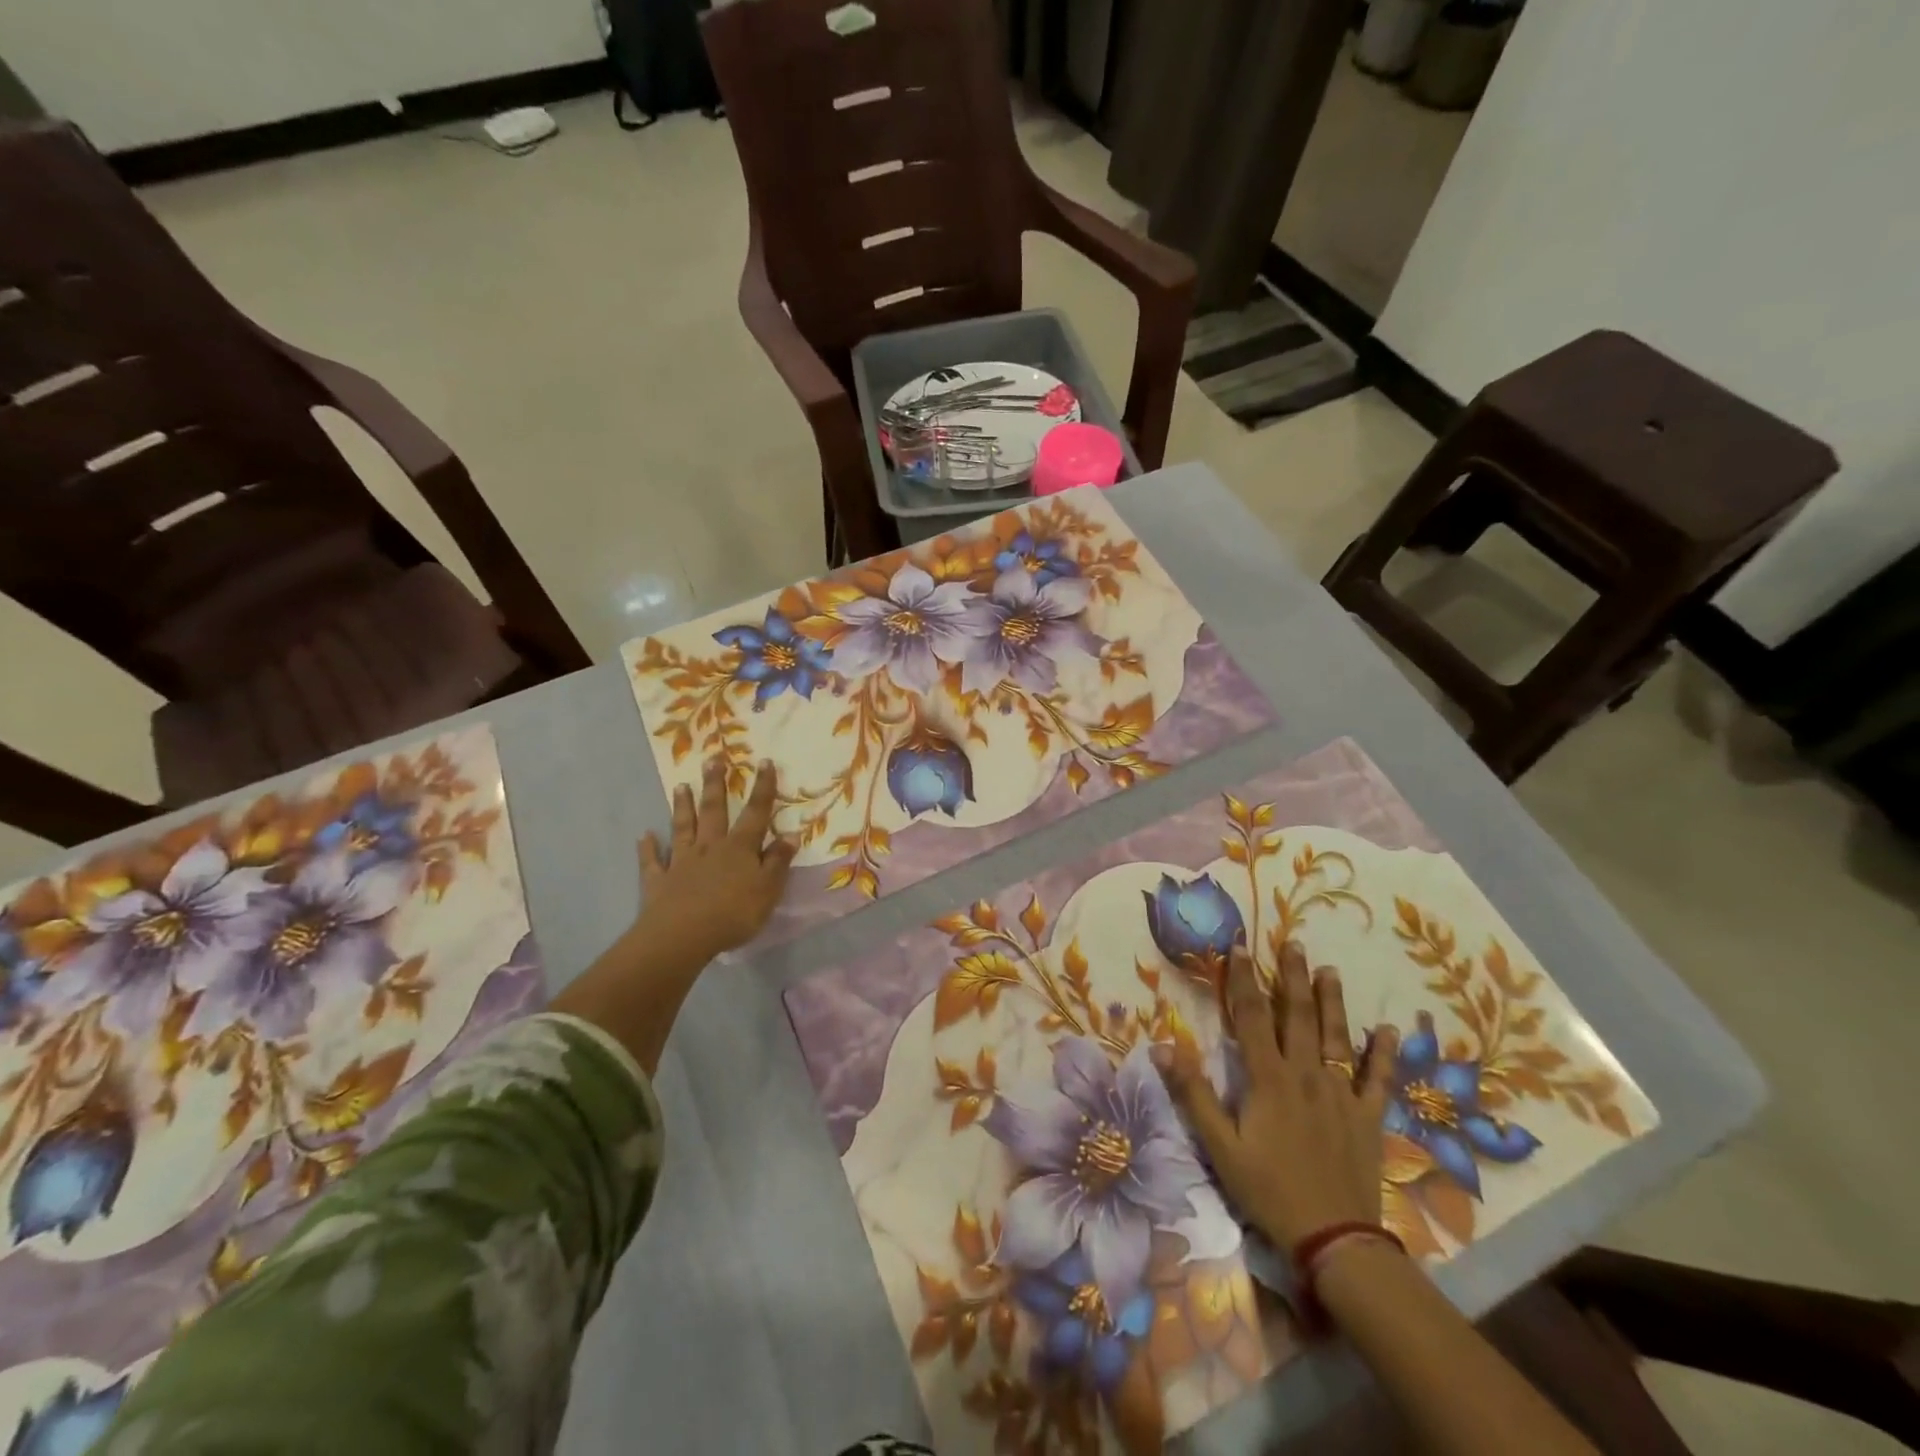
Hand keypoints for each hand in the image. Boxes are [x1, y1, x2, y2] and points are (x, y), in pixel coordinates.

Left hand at [636, 757, 796, 963]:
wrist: (682, 936)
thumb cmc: (733, 913)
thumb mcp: (767, 889)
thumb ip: (778, 861)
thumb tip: (791, 834)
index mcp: (739, 848)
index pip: (755, 813)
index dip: (762, 788)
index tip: (763, 761)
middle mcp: (709, 847)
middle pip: (714, 811)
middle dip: (715, 785)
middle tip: (713, 759)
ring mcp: (681, 862)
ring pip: (682, 828)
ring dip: (682, 807)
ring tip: (680, 786)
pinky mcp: (659, 882)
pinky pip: (652, 861)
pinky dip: (648, 848)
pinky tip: (644, 836)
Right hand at [1163, 942, 1399, 1251]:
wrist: (1334, 1239)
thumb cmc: (1268, 1189)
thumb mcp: (1219, 1145)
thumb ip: (1193, 1093)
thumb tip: (1161, 1047)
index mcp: (1269, 1078)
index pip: (1253, 1016)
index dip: (1244, 980)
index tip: (1240, 947)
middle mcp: (1307, 1075)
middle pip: (1300, 1016)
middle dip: (1294, 977)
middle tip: (1295, 944)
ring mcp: (1342, 1095)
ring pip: (1338, 1038)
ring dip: (1333, 1002)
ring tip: (1331, 970)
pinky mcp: (1368, 1118)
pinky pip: (1378, 1080)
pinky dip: (1383, 1054)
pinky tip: (1387, 1030)